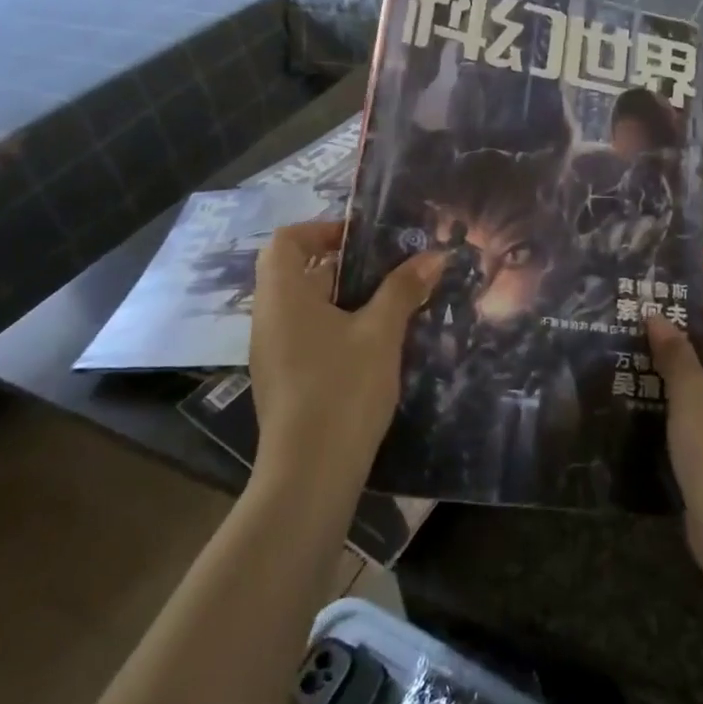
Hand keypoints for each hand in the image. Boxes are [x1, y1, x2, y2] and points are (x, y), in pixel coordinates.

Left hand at [249, 220, 446, 487]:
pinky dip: (333, 326)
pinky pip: (304, 335)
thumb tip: (434, 255)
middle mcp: (268, 318)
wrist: (310, 473)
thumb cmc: (342, 389)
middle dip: (341, 264)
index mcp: (283, 296)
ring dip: (340, 297)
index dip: (321, 230)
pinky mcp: (282, 380)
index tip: (362, 240)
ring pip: (302, 306)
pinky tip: (370, 344)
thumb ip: (404, 289)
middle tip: (385, 268)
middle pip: (294, 271)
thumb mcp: (381, 332)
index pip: (287, 240)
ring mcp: (271, 352)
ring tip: (386, 303)